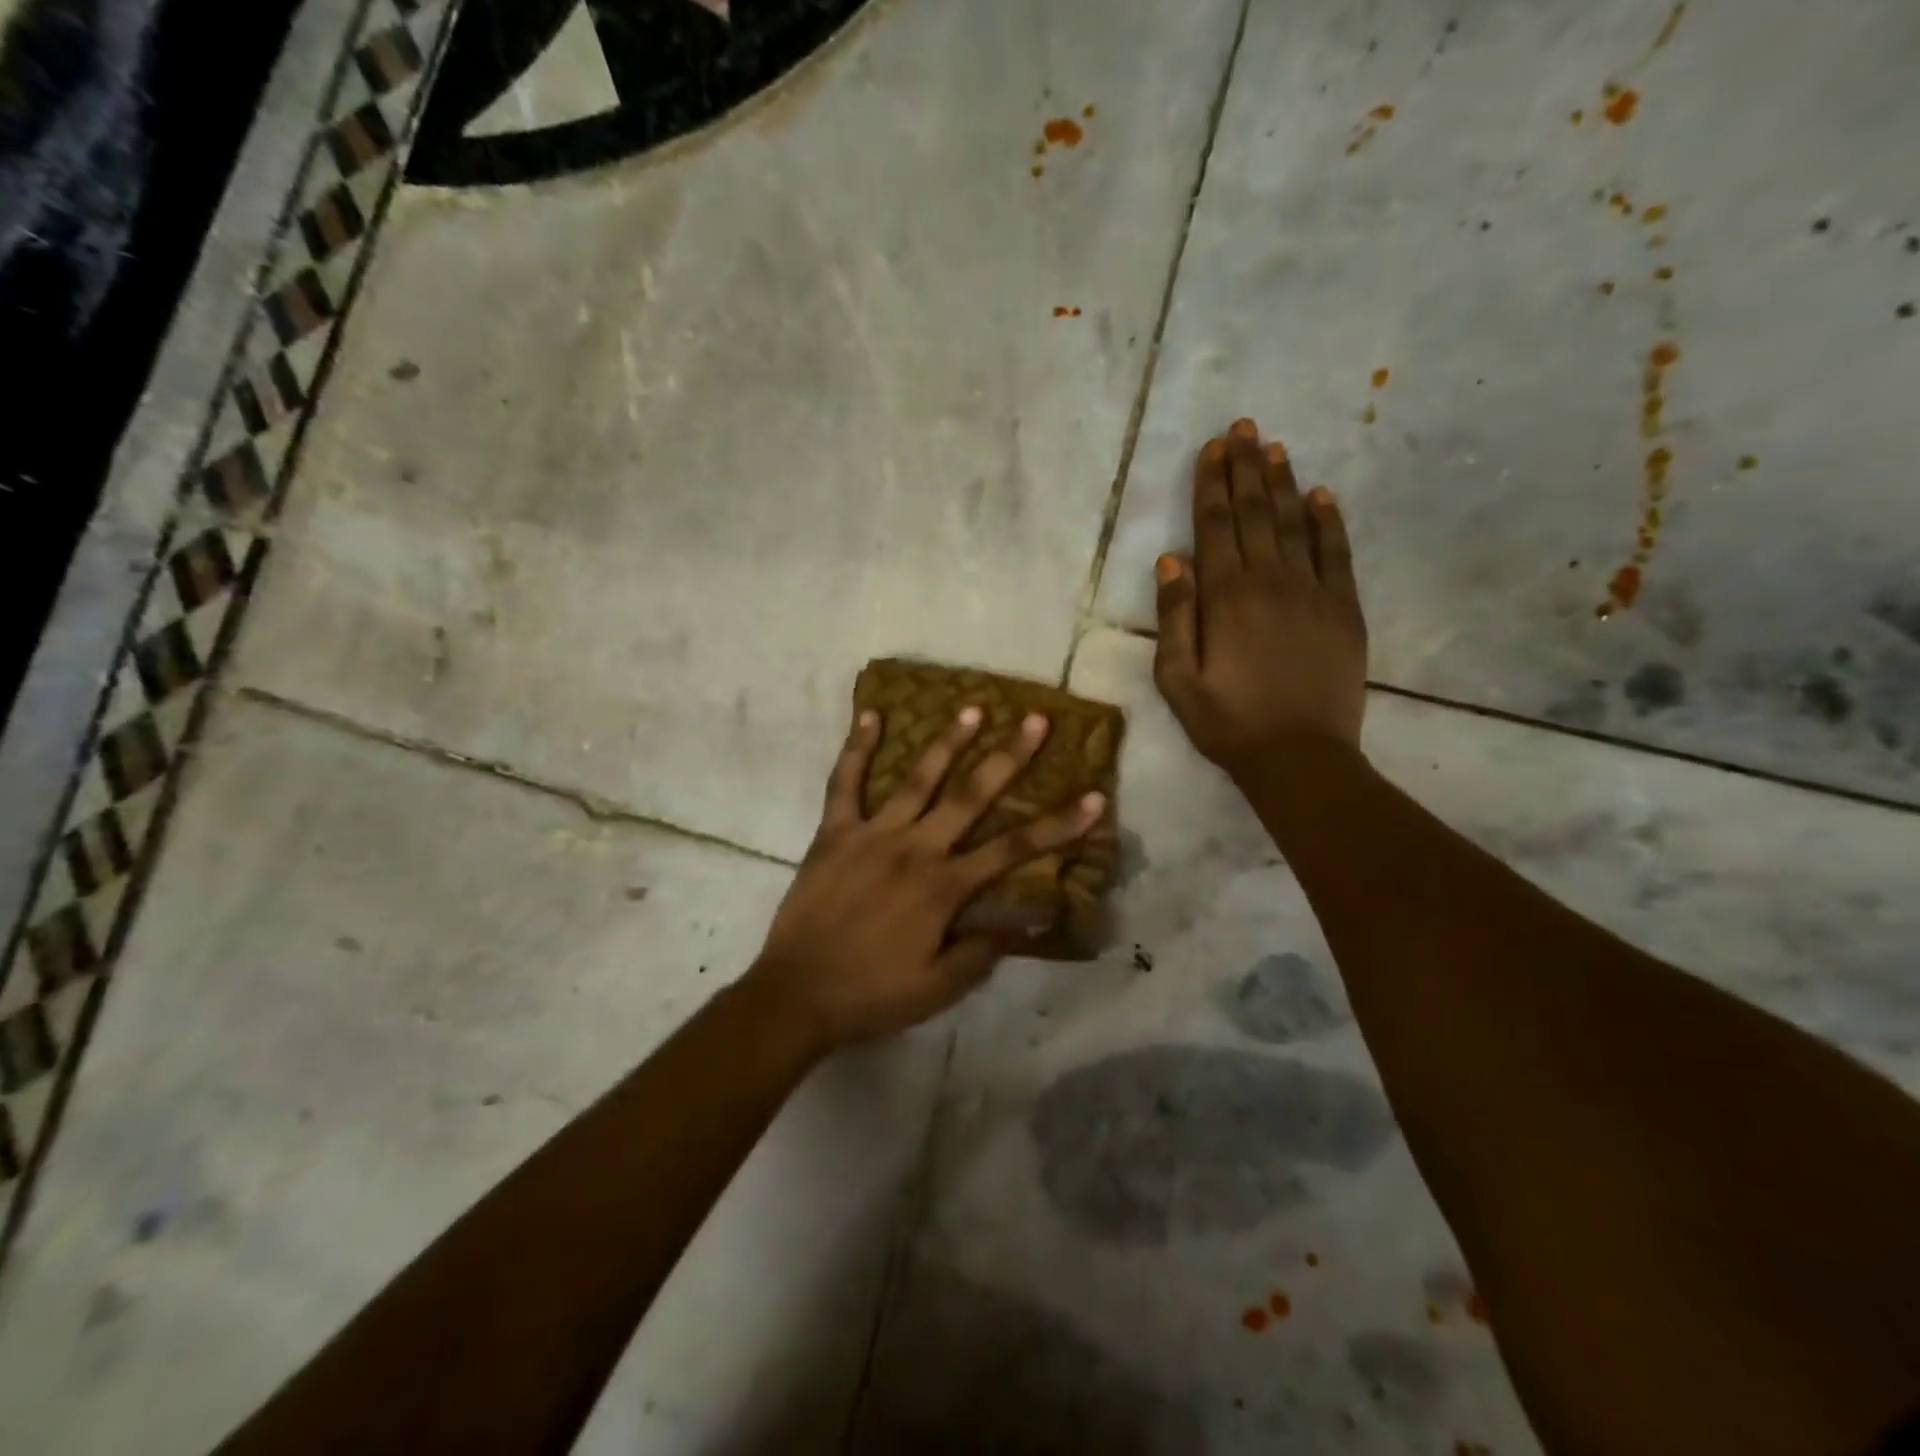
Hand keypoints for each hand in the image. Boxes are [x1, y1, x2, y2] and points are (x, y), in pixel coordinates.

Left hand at [747, 705, 1105, 1052]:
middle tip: (1036, 721)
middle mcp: (915, 848)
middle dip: (1009, 758)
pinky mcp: (834, 832)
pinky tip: (872, 714)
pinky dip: (858, 748)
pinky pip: (845, 782)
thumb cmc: (872, 994)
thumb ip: (982, 951)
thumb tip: (1025, 922)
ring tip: (973, 709)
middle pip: (971, 795)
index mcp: (945, 887)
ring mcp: (872, 834)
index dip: (1058, 824)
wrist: (795, 995)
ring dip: (948, 741)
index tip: (1093, 797)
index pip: (1014, 848)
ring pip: (917, 778)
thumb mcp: (939, 987)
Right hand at [1153, 417, 1367, 778]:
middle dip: (1246, 468)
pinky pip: (1336, 553)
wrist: (1299, 756)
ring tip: (1275, 447)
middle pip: (1255, 513)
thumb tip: (1171, 559)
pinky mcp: (1344, 609)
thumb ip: (1174, 616)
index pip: (1215, 527)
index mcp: (1225, 597)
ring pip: (1295, 523)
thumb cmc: (1227, 721)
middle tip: (1244, 428)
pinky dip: (1329, 521)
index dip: (1212, 484)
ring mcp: (1312, 591)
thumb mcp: (1178, 678)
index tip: (1212, 448)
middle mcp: (1269, 581)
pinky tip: (1323, 494)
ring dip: (1283, 482)